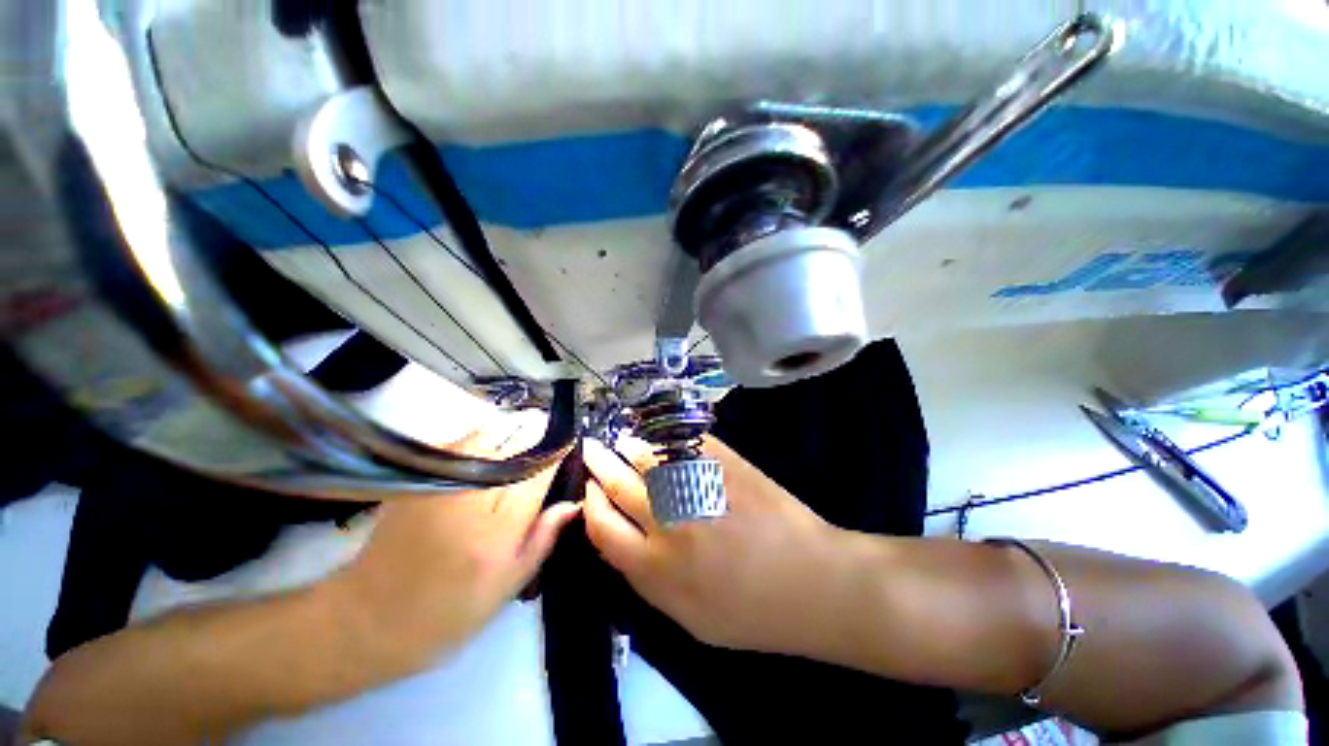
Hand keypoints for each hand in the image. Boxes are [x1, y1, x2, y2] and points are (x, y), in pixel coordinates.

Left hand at [331, 409, 580, 667]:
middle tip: (549, 435)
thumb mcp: (508, 586)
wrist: (370, 618)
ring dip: (513, 427)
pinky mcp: (421, 477)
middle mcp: (474, 497)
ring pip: (491, 433)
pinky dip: (483, 432)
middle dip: (539, 432)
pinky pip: (462, 439)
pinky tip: (491, 439)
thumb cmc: (449, 612)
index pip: (541, 471)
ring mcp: (443, 483)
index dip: (558, 451)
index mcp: (501, 529)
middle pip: (518, 444)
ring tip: (524, 432)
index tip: (569, 444)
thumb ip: (543, 538)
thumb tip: (574, 502)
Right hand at [582, 436, 857, 657]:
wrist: (812, 582)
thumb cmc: (751, 612)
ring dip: (628, 445)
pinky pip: (682, 440)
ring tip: (623, 440)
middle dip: (599, 462)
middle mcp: (666, 520)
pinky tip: (658, 434)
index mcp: (654, 566)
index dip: (591, 502)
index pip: (602, 524)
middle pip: (618, 482)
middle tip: (592, 448)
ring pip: (646, 455)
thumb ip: (646, 580)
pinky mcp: (722, 462)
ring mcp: (695, 485)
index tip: (590, 489)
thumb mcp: (687, 618)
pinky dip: (664, 435)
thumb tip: (622, 540)